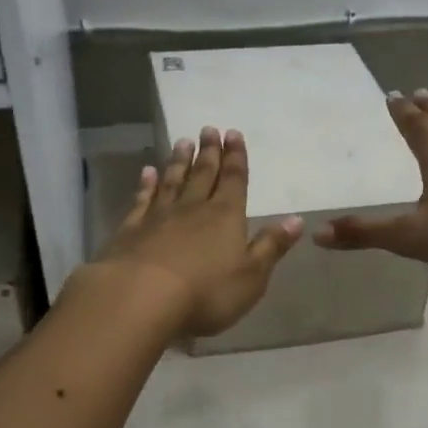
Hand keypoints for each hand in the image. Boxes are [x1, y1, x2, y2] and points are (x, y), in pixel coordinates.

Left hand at [95, 126, 303, 336]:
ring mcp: (158, 217)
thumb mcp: (251, 276)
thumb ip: (271, 246)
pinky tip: (147, 173)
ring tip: (182, 142)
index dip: (236, 158)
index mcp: (226, 217)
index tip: (233, 133)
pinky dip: (146, 185)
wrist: (140, 298)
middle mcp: (193, 209)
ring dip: (179, 162)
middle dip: (209, 152)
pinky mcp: (130, 230)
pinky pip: (141, 200)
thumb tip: (297, 220)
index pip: (234, 181)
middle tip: (209, 129)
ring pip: (172, 182)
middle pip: (203, 175)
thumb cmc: (206, 292)